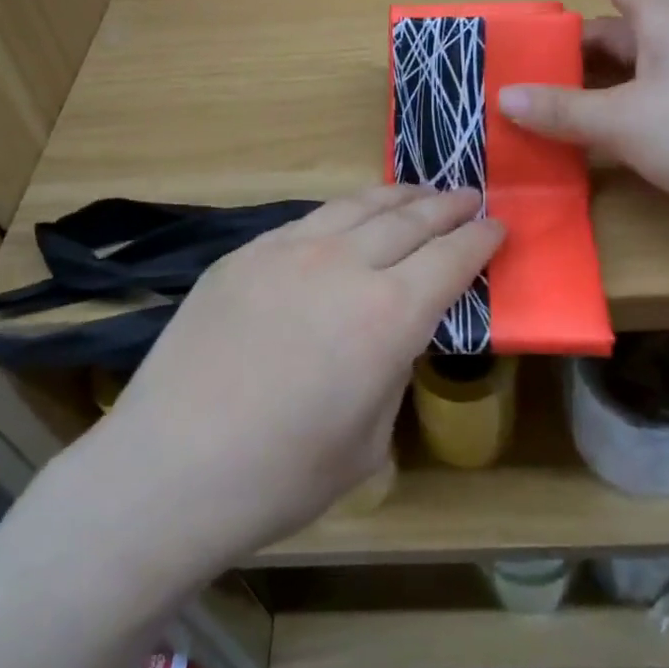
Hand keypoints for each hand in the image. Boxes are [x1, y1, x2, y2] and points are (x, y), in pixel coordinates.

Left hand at [92, 187, 501, 567]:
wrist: (169, 468)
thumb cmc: (280, 476)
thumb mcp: (369, 441)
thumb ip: (391, 373)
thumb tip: (389, 338)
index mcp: (389, 315)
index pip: (451, 258)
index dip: (481, 239)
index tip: (498, 226)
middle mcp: (345, 265)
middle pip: (410, 219)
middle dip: (448, 205)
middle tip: (471, 196)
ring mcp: (289, 250)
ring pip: (358, 205)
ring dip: (399, 195)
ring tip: (420, 191)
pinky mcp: (245, 253)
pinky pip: (309, 219)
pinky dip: (344, 213)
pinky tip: (348, 219)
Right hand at [498, 0, 668, 215]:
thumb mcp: (627, 120)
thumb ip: (565, 110)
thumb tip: (505, 96)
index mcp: (663, 26)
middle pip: (615, 34)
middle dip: (571, 45)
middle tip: (526, 63)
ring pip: (627, 76)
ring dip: (587, 86)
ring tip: (544, 105)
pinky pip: (642, 108)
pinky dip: (610, 117)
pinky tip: (589, 141)